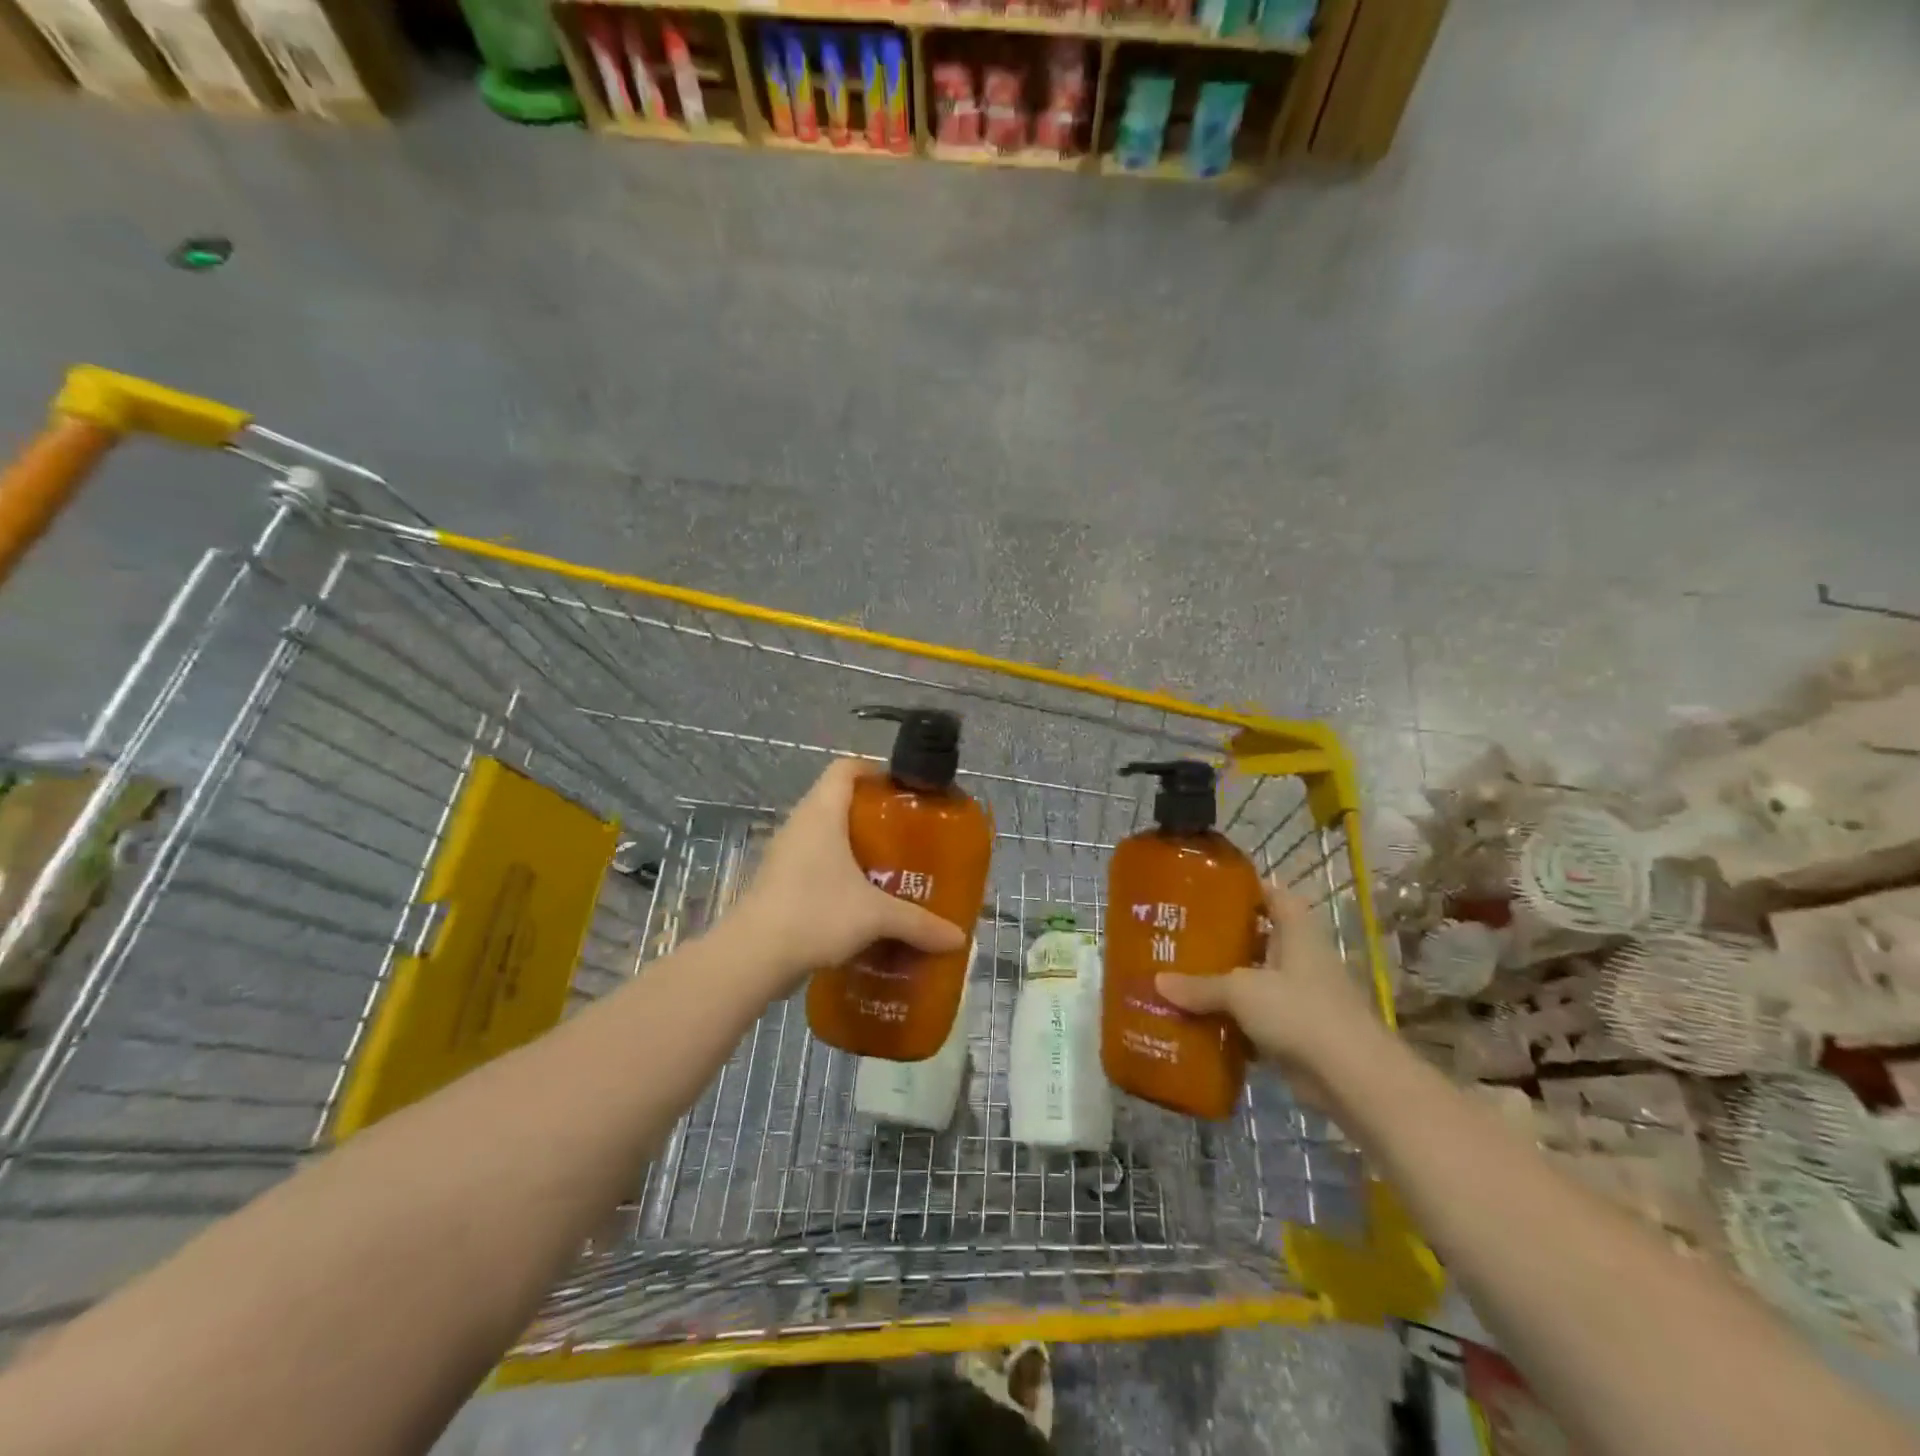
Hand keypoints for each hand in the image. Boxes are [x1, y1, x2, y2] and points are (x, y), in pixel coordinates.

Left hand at [723, 759, 966, 992]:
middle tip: (908, 835)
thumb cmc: (816, 913)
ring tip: (891, 868)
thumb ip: (918, 923)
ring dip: (856, 848)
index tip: (905, 791)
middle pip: (839, 801)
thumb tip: (958, 938)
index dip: (875, 771)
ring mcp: (786, 854)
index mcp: (822, 812)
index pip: (846, 768)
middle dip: (874, 815)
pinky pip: (815, 864)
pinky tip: (862, 900)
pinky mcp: (778, 882)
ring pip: (826, 836)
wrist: (753, 957)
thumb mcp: (875, 916)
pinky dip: (838, 873)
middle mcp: (801, 824)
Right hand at [1154, 883, 1383, 1099]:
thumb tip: (1158, 983)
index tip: (1211, 890)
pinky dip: (1235, 1022)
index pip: (1275, 896)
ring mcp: (1304, 998)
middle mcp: (1303, 960)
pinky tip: (1202, 1023)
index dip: (1248, 889)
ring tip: (1184, 978)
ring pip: (1258, 982)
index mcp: (1297, 933)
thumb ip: (1200, 986)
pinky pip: (1259, 1020)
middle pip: (1262, 939)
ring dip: (1228, 984)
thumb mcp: (1241, 991)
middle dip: (1226, 939)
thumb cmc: (1300, 1012)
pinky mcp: (1300, 1034)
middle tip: (1184, 936)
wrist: (1352, 1078)